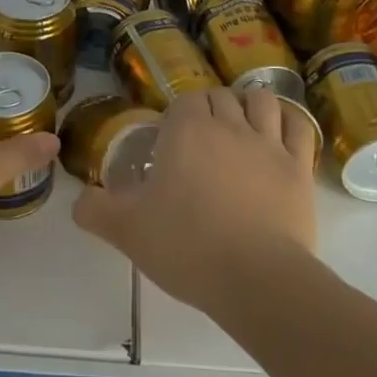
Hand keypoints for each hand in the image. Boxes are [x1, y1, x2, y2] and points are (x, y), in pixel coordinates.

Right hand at [72, 87, 316, 311]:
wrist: (256, 279)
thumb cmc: (186, 245)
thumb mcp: (126, 229)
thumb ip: (94, 210)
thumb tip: (78, 202)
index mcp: (187, 130)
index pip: (184, 101)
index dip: (177, 118)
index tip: (170, 145)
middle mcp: (229, 125)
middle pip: (221, 96)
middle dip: (211, 109)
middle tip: (201, 141)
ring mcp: (268, 143)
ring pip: (261, 101)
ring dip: (249, 106)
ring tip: (241, 127)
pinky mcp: (298, 167)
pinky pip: (298, 127)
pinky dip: (288, 122)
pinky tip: (279, 134)